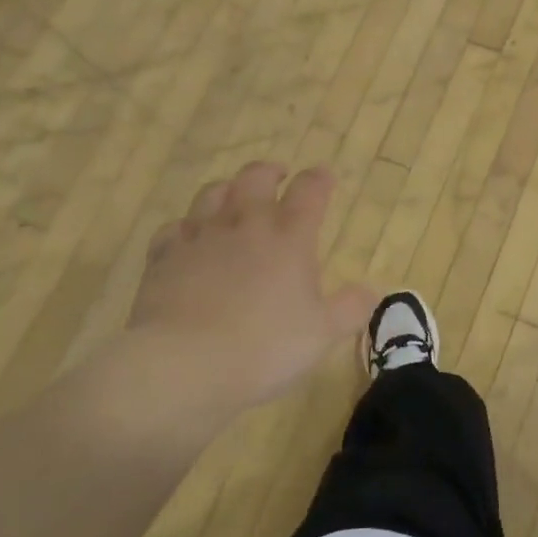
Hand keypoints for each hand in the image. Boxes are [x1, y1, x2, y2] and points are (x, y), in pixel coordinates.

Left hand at [117, 162, 374, 424]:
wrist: (184, 364)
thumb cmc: (265, 346)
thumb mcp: (324, 334)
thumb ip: (351, 308)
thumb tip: (373, 290)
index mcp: (290, 236)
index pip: (310, 191)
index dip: (319, 179)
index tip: (325, 177)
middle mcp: (246, 224)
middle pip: (256, 178)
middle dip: (269, 172)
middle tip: (278, 176)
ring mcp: (201, 237)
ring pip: (213, 194)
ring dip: (228, 189)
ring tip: (234, 196)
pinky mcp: (164, 257)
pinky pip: (174, 228)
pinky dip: (186, 226)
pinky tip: (188, 237)